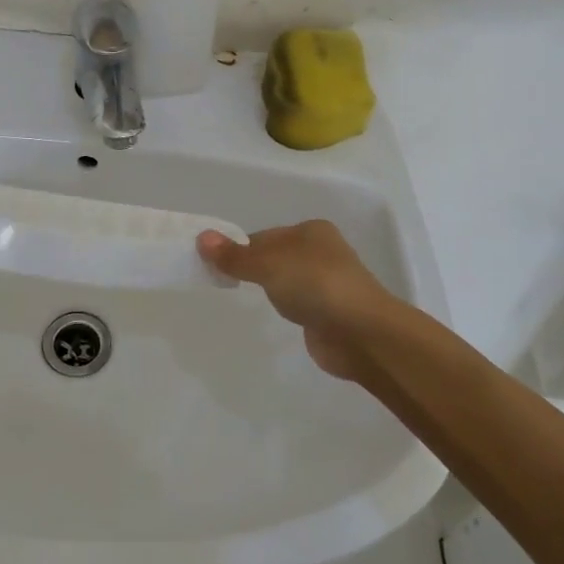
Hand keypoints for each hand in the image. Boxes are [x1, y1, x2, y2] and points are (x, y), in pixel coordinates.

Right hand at [197, 219, 397, 381]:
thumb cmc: (315, 285)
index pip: (265, 236)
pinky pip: (298, 302)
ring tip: (247, 298)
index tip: (214, 265)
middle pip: (275, 256)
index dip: (240, 248)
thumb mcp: (268, 265)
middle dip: (253, 268)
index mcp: (312, 231)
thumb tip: (201, 238)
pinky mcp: (330, 312)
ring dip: (271, 288)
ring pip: (287, 280)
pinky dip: (286, 306)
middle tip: (223, 282)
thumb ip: (235, 256)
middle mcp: (322, 252)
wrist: (362, 333)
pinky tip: (278, 315)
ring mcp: (328, 283)